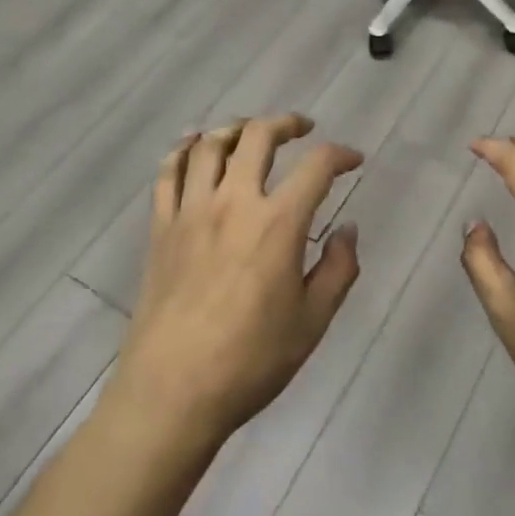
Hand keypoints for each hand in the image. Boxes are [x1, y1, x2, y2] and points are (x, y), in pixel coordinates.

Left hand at [111, 115, 363, 445]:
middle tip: (302, 129)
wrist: (172, 392)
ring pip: (209, 144)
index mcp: (278, 224)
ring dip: (235, 128)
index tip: (353, 160)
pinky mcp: (161, 227)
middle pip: (258, 137)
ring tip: (251, 133)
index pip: (317, 166)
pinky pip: (168, 172)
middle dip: (286, 123)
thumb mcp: (313, 322)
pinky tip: (194, 146)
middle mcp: (234, 203)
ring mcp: (191, 211)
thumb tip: (348, 229)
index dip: (341, 154)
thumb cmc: (251, 361)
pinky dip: (183, 149)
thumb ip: (339, 269)